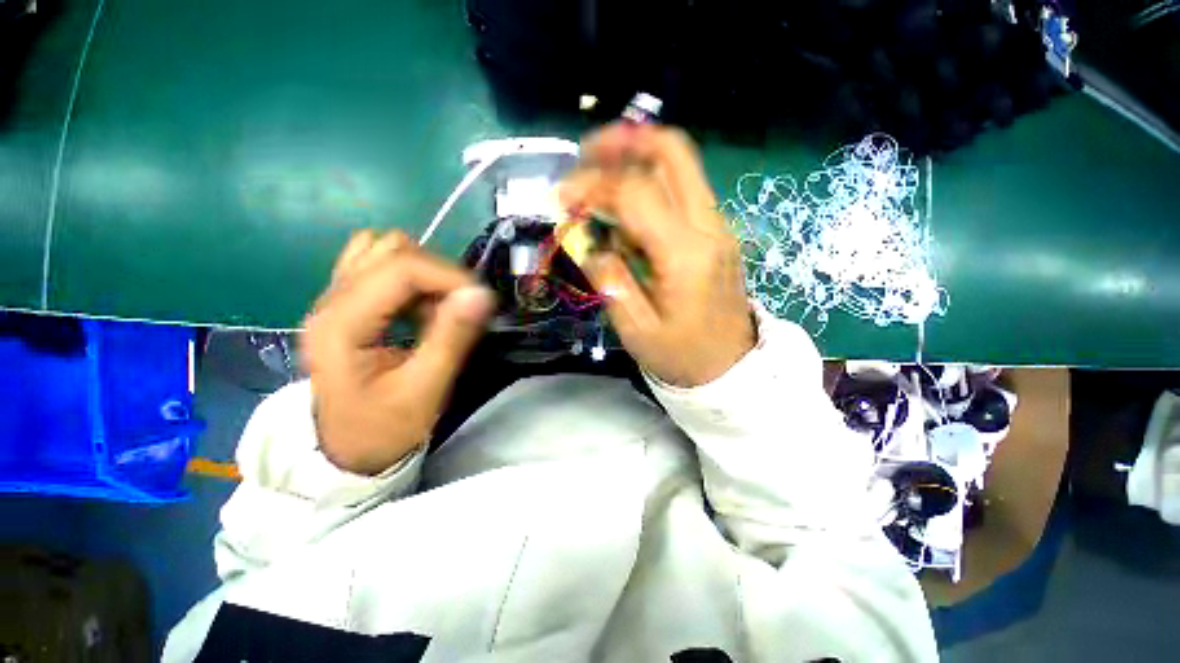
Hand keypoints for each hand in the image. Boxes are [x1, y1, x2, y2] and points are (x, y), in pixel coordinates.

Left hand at [301, 230, 494, 474]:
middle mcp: (330, 300)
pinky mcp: (345, 303)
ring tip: (437, 309)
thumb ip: (452, 337)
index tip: (481, 300)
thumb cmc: (384, 428)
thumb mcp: (425, 389)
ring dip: (423, 273)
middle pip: (392, 250)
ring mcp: (333, 298)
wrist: (348, 452)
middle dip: (437, 274)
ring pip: (384, 251)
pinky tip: (418, 306)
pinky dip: (409, 277)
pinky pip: (378, 265)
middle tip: (458, 310)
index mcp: (341, 323)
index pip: (401, 267)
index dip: (449, 275)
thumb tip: (482, 294)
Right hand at [561, 124, 754, 386]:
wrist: (731, 367)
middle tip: (586, 154)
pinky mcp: (716, 232)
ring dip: (637, 157)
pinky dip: (650, 182)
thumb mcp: (635, 329)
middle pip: (673, 153)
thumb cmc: (682, 355)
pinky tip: (625, 205)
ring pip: (680, 166)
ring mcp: (717, 225)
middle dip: (624, 141)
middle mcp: (708, 227)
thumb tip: (588, 242)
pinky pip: (682, 190)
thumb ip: (609, 280)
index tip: (562, 198)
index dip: (593, 186)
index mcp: (685, 254)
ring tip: (599, 175)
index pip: (636, 193)